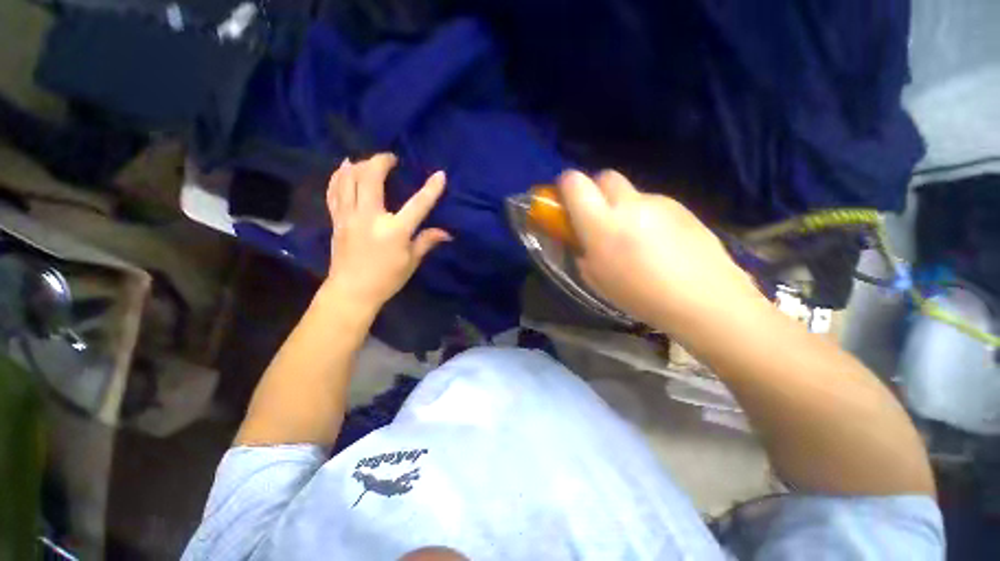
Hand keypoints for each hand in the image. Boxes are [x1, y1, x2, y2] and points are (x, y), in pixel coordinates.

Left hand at [323, 154, 449, 315]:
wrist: (351, 292)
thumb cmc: (387, 279)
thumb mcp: (411, 262)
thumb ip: (427, 241)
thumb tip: (447, 233)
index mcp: (394, 231)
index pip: (418, 205)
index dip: (431, 189)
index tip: (440, 175)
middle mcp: (370, 218)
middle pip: (370, 178)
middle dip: (380, 161)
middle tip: (391, 159)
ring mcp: (349, 217)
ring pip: (348, 179)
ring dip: (359, 164)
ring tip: (369, 161)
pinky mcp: (336, 220)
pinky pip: (334, 191)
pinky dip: (339, 176)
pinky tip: (345, 169)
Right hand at [557, 170, 761, 329]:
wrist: (705, 299)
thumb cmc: (640, 296)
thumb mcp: (596, 278)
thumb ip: (581, 250)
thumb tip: (581, 237)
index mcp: (601, 224)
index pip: (575, 183)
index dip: (565, 186)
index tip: (566, 201)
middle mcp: (629, 204)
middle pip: (605, 176)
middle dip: (595, 190)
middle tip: (598, 216)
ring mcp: (658, 202)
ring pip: (630, 192)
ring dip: (623, 206)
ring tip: (634, 237)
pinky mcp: (681, 207)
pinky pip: (653, 203)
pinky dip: (646, 215)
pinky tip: (659, 242)